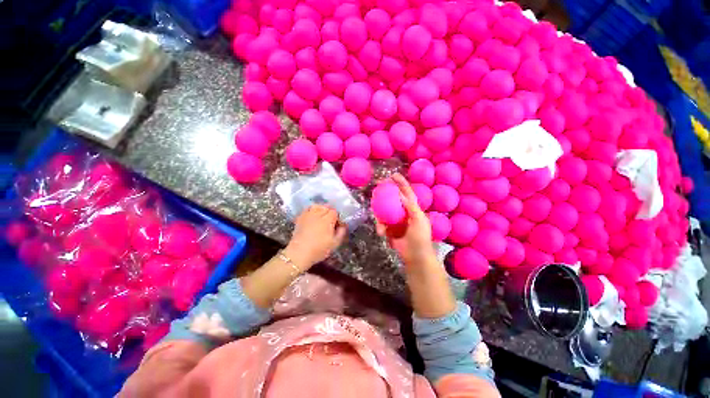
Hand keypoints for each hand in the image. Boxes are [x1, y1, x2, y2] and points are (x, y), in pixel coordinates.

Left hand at [285, 204, 346, 270]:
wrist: (299, 253)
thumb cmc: (319, 249)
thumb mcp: (335, 243)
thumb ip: (341, 232)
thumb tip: (343, 225)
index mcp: (327, 219)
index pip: (335, 212)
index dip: (337, 217)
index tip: (337, 225)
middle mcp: (317, 214)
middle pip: (326, 207)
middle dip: (329, 212)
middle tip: (330, 221)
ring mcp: (307, 215)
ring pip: (316, 206)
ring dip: (320, 209)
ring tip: (321, 217)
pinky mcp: (300, 218)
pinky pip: (307, 209)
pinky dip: (311, 210)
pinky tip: (312, 217)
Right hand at [375, 173, 436, 265]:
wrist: (415, 256)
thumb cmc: (420, 238)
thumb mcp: (419, 220)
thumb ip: (410, 207)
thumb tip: (401, 194)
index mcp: (413, 208)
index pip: (407, 192)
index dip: (401, 183)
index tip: (393, 175)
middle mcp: (403, 212)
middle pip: (393, 199)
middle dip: (385, 193)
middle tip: (377, 187)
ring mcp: (396, 221)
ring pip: (385, 211)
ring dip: (380, 214)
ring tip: (379, 220)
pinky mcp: (389, 229)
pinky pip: (381, 223)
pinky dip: (380, 227)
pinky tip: (381, 232)